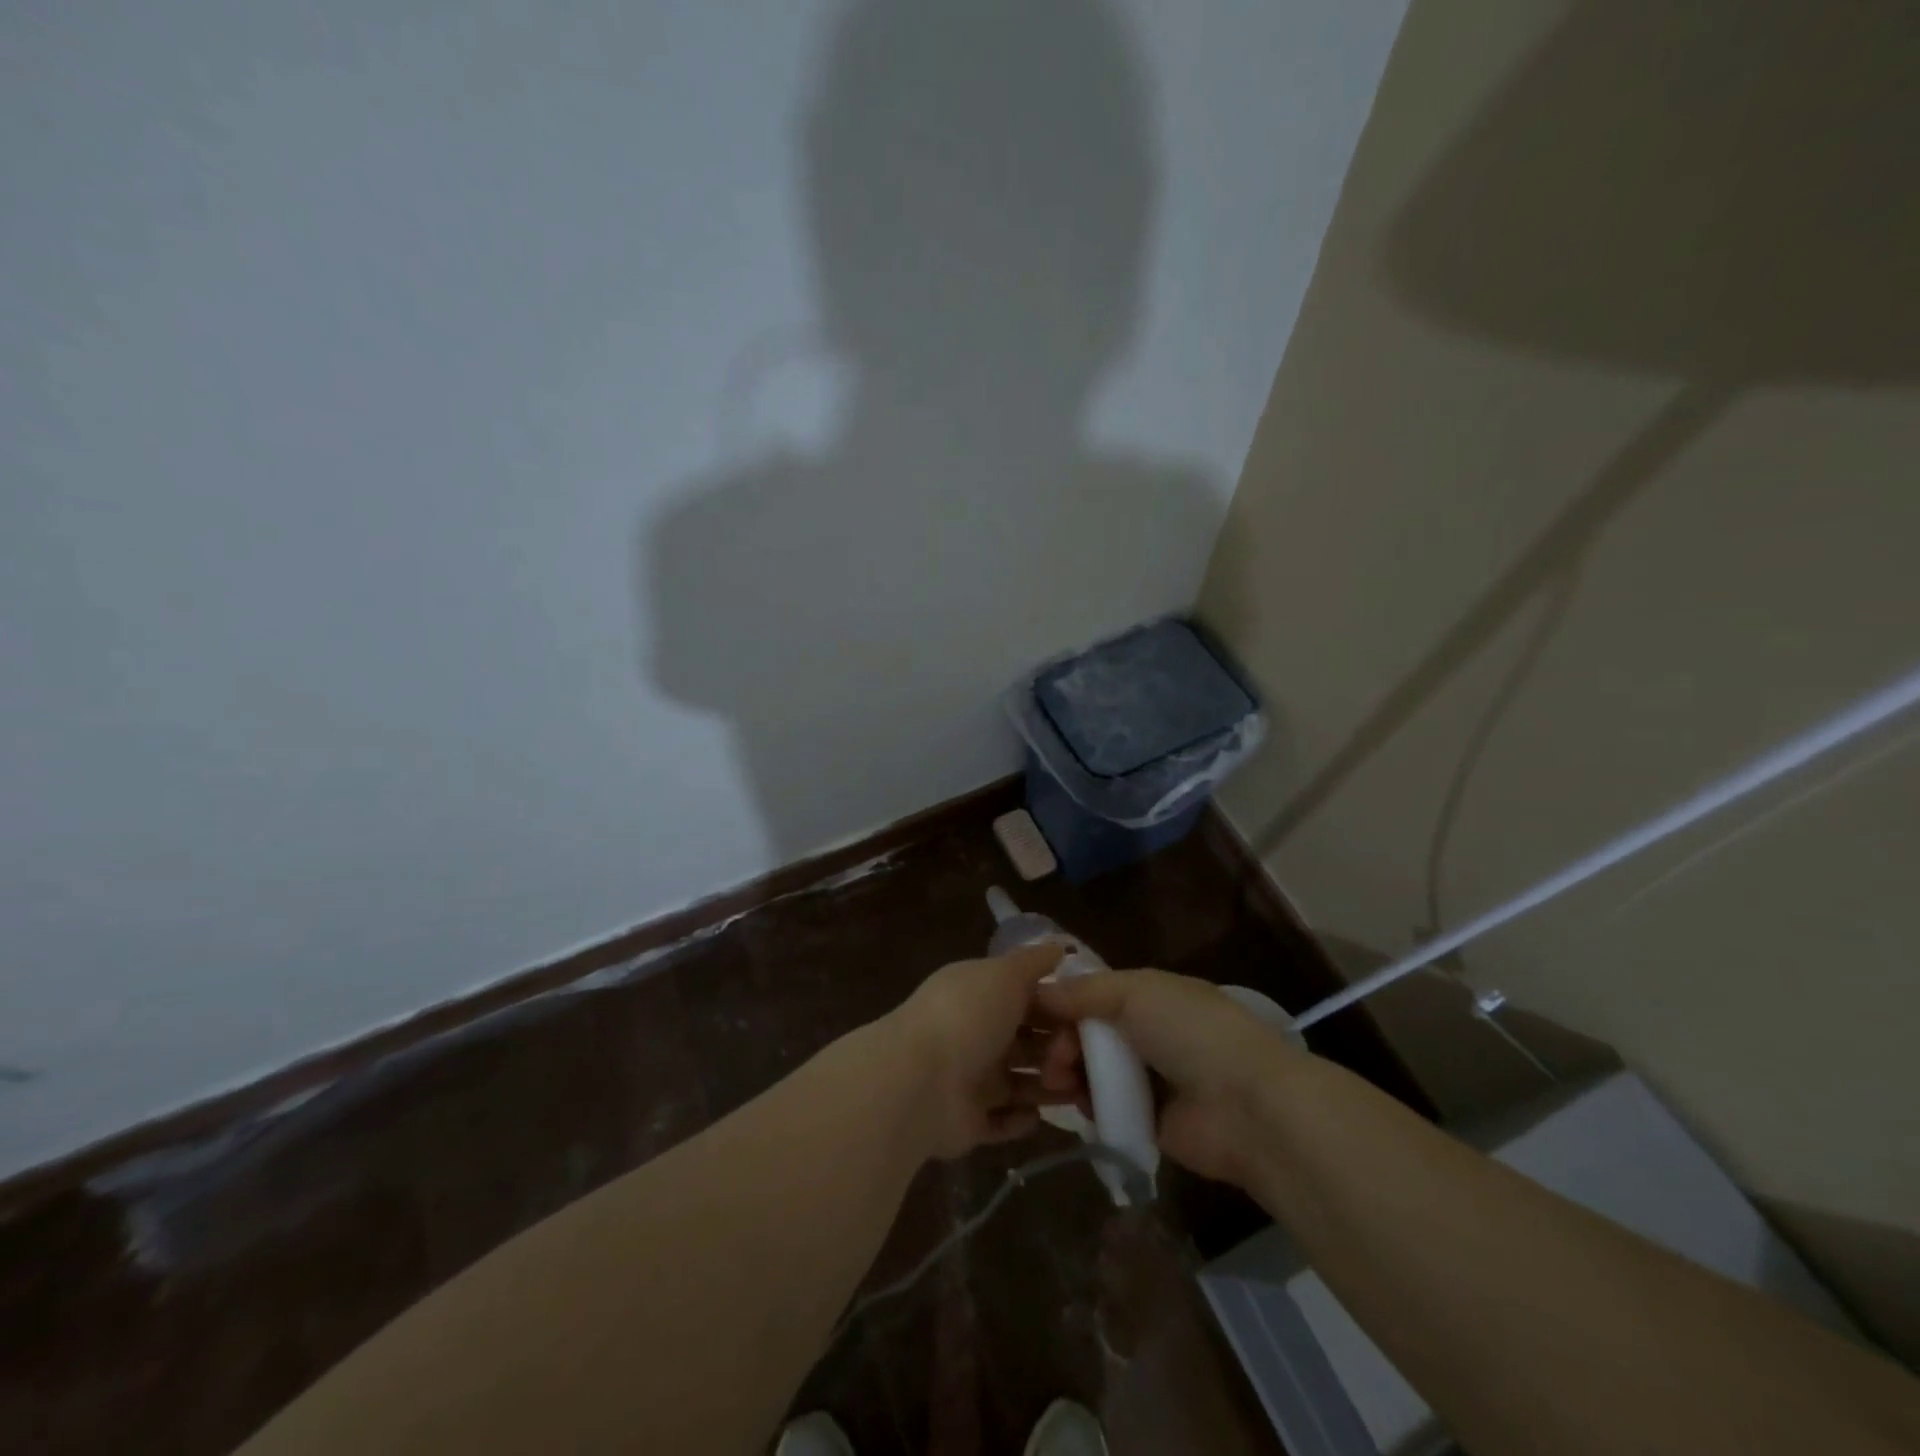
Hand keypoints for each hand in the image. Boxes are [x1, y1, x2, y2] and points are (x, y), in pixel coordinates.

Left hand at [887, 944, 1078, 1157]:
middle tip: (1089, 1060)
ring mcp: (968, 1078)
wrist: (920, 1081)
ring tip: (1076, 1091)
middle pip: (1024, 1041)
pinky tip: (1038, 1116)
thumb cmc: (968, 1017)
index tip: (1090, 1017)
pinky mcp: (967, 1121)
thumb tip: (1059, 947)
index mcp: (978, 994)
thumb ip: (1033, 962)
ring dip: (1046, 1086)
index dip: (1056, 1007)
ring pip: (1017, 1082)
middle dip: (1056, 1050)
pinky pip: (1000, 1122)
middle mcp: (973, 1033)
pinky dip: (1019, 1121)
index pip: (1024, 998)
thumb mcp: (1005, 975)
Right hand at [1037, 969, 1298, 1185]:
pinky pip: (1105, 1107)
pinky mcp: (1148, 1121)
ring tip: (1059, 1082)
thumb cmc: (1192, 1033)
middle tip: (1052, 1058)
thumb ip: (1084, 991)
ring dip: (1069, 1072)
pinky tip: (1078, 1104)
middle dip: (1062, 1040)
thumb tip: (1038, 989)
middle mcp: (1149, 1032)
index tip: (1033, 1014)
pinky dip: (1089, 1105)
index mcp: (1152, 995)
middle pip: (1088, 1032)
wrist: (1247, 1107)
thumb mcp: (1136, 992)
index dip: (1063, 1001)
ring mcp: (1150, 1078)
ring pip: (1092, 1069)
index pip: (1095, 992)